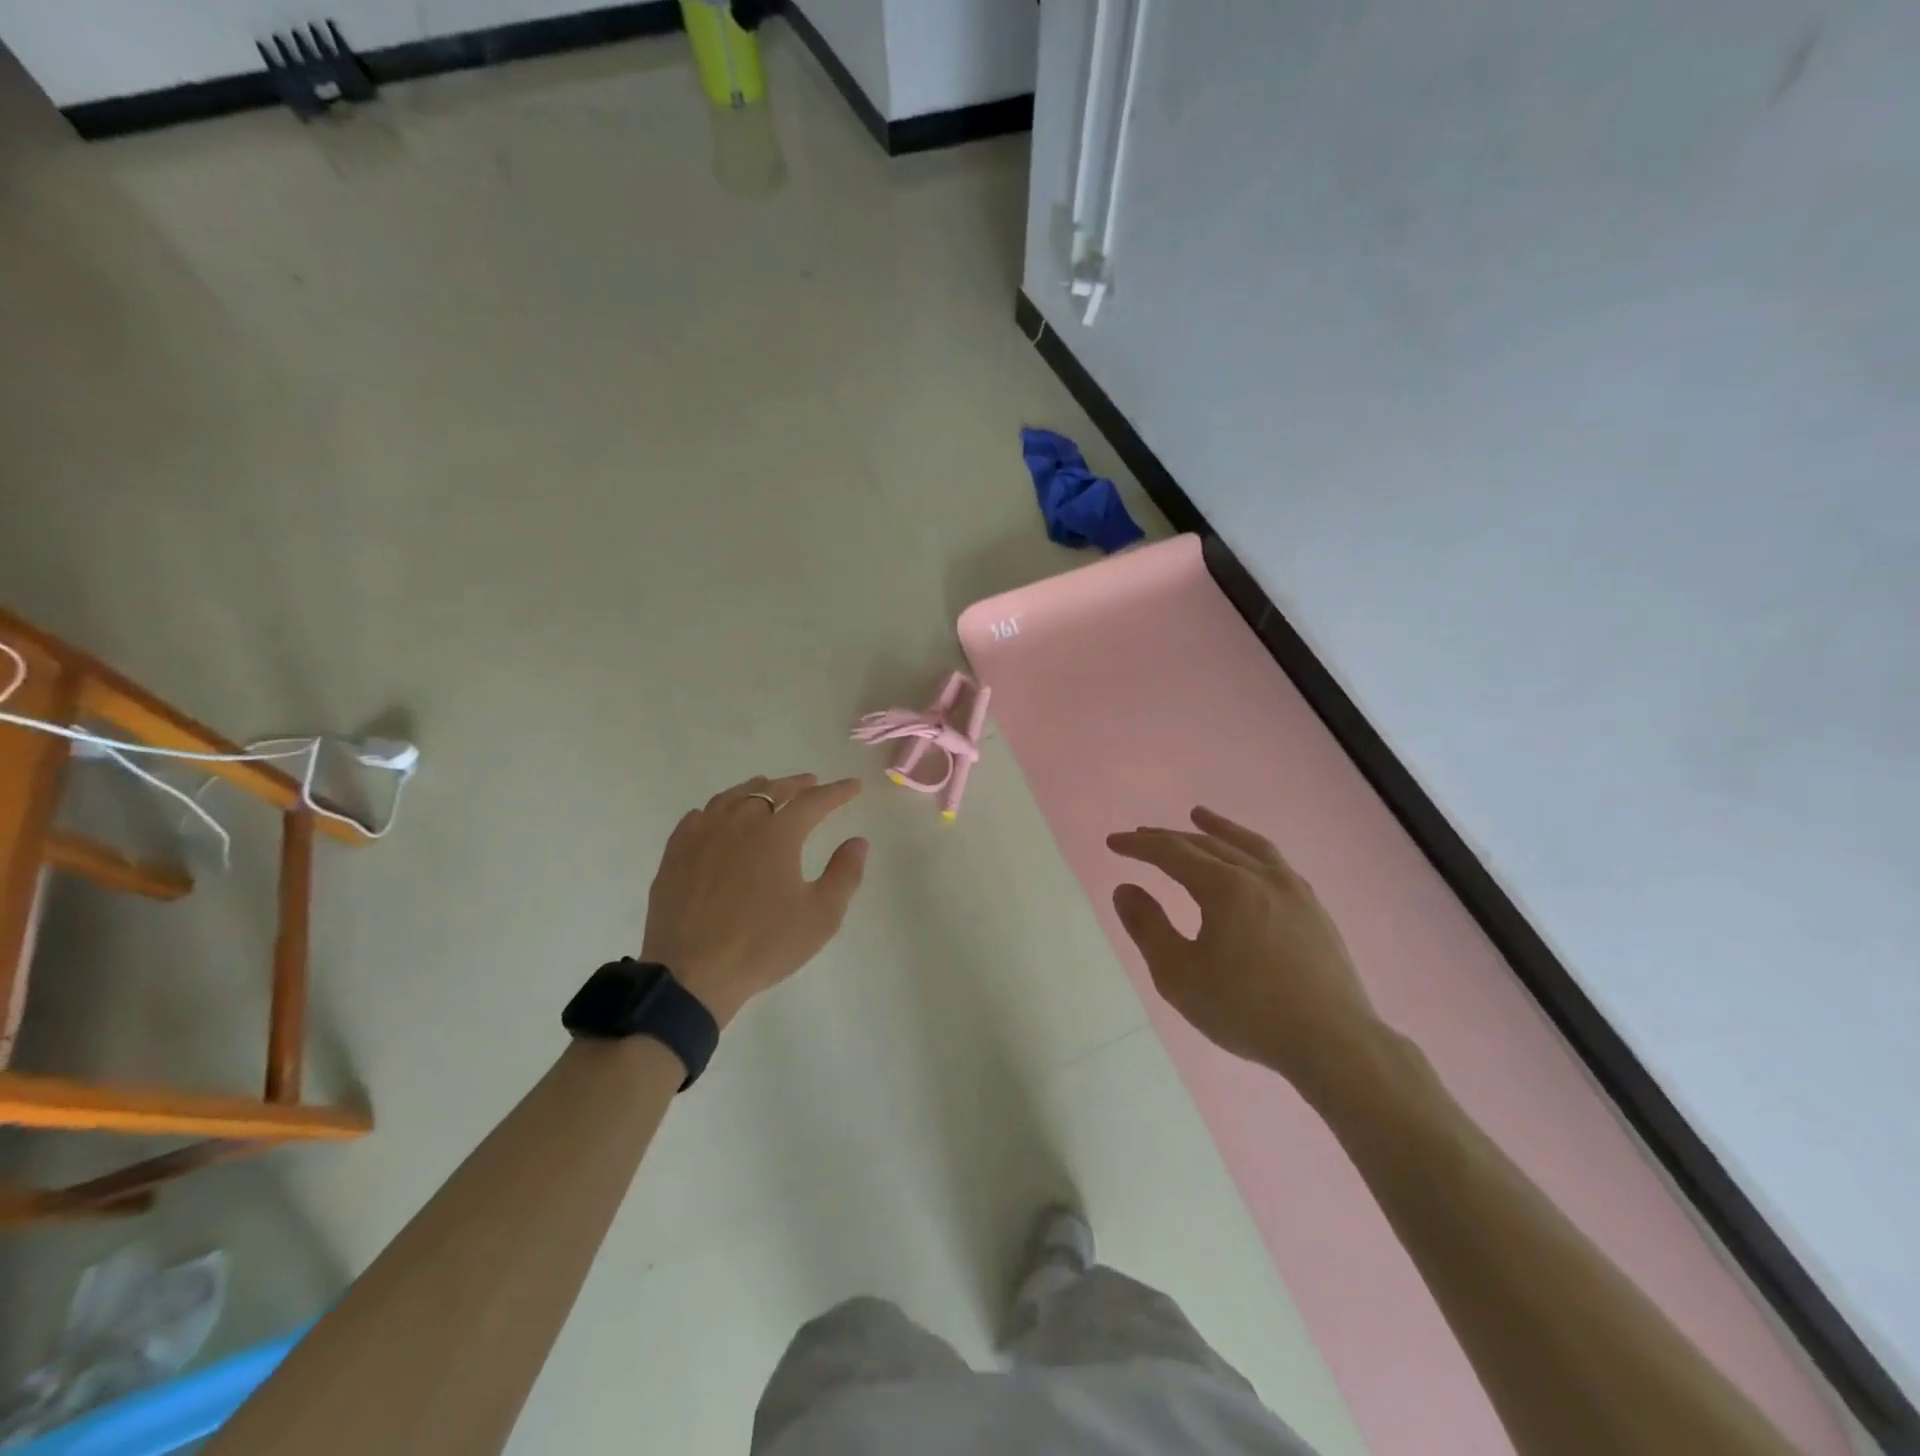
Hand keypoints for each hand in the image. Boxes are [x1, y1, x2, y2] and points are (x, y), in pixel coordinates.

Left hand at [641, 773, 868, 1026]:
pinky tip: (719, 817)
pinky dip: (718, 809)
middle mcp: (739, 822)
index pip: (814, 801)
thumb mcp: (821, 916)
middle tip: (812, 784)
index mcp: (777, 834)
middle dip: (797, 785)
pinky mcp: (676, 853)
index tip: (853, 786)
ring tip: (768, 790)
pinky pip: (699, 817)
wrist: (692, 975)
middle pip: (771, 790)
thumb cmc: (763, 945)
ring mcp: (702, 835)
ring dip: (757, 789)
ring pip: (732, 797)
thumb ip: (844, 874)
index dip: (837, 792)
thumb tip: (858, 841)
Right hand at [1108, 807, 1384, 1098]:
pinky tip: (1247, 859)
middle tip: (1141, 835)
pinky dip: (1249, 847)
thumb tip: (1124, 889)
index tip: (1113, 842)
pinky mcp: (1313, 908)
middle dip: (1168, 838)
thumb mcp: (1180, 976)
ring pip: (1247, 845)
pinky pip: (1274, 862)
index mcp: (1225, 888)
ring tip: (1198, 816)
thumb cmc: (1248, 1011)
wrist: (1334, 1044)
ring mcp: (1292, 889)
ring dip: (1217, 829)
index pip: (1172, 853)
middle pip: (1207, 844)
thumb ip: (1148, 928)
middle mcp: (1260, 876)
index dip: (1139, 846)